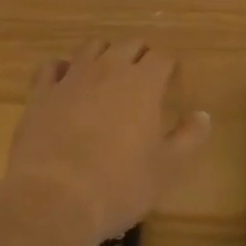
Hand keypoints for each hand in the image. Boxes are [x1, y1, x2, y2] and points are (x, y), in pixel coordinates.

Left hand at [3, 38, 210, 244]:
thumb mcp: (166, 169)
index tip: (172, 84)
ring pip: (93, 47)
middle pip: (130, 44)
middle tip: (143, 80)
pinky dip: (61, 70)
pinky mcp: (42, 94)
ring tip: (106, 76)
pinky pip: (51, 67)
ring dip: (104, 55)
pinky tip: (65, 84)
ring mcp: (73, 78)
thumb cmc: (117, 185)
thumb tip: (204, 115)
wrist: (53, 201)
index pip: (163, 57)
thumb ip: (190, 138)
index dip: (170, 67)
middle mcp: (110, 69)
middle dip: (140, 56)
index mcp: (144, 82)